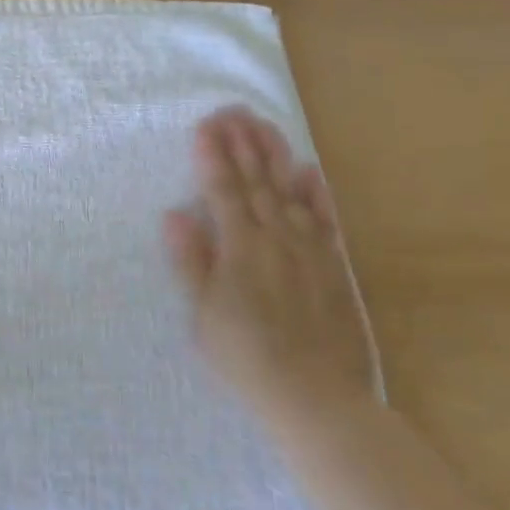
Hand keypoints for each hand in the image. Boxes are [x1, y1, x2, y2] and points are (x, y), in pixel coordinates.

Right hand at [163, 107, 375, 430]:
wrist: (318, 399)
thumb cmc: (247, 359)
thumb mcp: (204, 315)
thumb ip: (191, 260)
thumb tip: (174, 213)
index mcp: (239, 247)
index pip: (222, 190)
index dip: (212, 156)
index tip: (205, 125)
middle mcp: (275, 237)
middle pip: (255, 181)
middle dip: (241, 143)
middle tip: (233, 110)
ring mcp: (309, 249)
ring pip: (289, 190)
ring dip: (274, 155)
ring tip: (264, 125)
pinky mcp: (334, 266)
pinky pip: (325, 219)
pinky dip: (316, 192)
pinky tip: (309, 170)